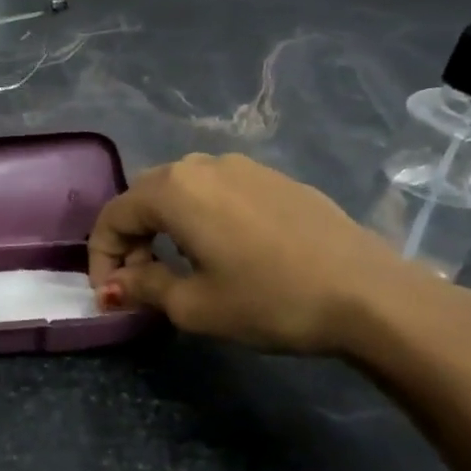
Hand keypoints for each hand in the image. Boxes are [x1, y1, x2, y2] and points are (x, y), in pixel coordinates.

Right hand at [87, 152, 446, 354]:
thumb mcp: (193, 305)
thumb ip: (143, 287)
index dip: (100, 258)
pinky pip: (218, 192)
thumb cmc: (269, 300)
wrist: (370, 295)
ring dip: (164, 227)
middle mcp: (202, 165)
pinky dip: (200, 218)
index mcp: (173, 190)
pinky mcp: (276, 178)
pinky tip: (221, 251)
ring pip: (181, 191)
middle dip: (130, 239)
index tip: (108, 296)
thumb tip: (117, 284)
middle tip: (137, 282)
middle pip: (143, 197)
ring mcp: (244, 167)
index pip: (113, 216)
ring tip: (175, 266)